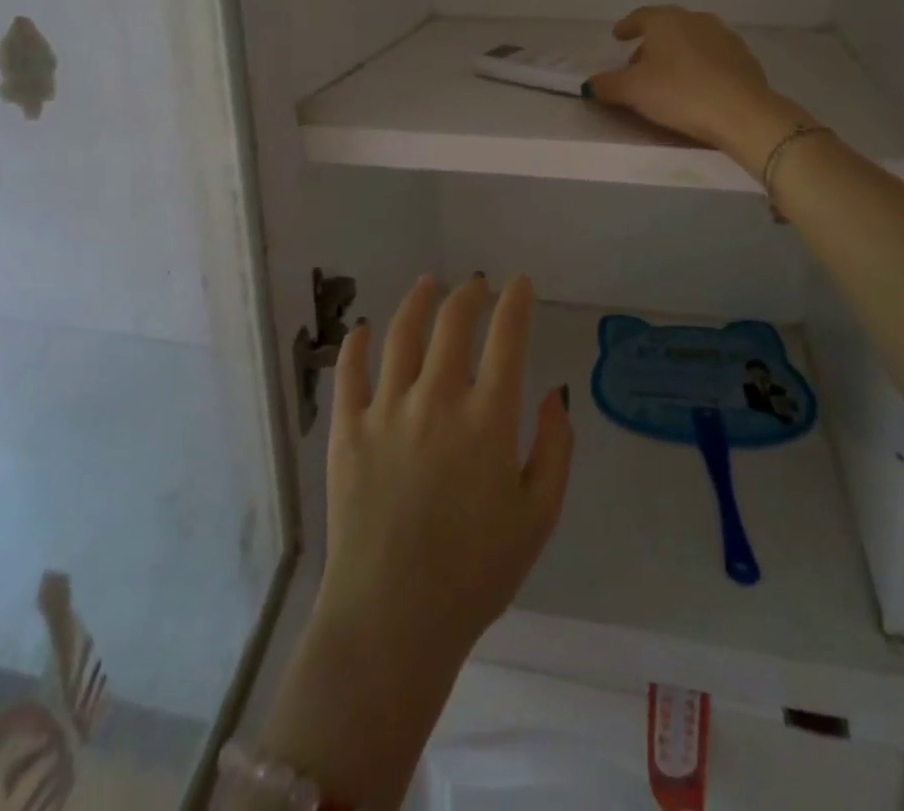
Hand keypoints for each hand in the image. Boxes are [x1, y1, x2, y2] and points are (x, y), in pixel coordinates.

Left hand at [251, 276, 572, 808]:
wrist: (393, 620)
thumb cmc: (476, 573)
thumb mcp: (539, 517)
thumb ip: (555, 449)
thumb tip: (557, 395)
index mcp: (487, 419)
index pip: (507, 338)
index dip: (516, 302)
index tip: (520, 284)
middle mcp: (437, 399)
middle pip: (453, 323)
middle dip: (469, 293)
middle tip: (475, 284)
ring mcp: (387, 410)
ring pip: (401, 334)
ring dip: (418, 301)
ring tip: (428, 284)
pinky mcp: (347, 430)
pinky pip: (349, 372)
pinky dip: (356, 344)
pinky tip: (362, 329)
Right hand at [585, 5, 809, 169]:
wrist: (741, 111)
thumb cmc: (678, 92)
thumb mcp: (632, 91)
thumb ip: (607, 85)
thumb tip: (590, 84)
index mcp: (666, 20)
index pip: (640, 16)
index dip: (627, 27)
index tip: (618, 36)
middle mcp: (696, 20)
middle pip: (667, 28)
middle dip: (651, 44)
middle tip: (638, 65)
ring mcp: (724, 37)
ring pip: (692, 41)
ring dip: (677, 54)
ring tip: (667, 77)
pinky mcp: (744, 58)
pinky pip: (713, 58)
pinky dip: (699, 66)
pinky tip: (696, 86)